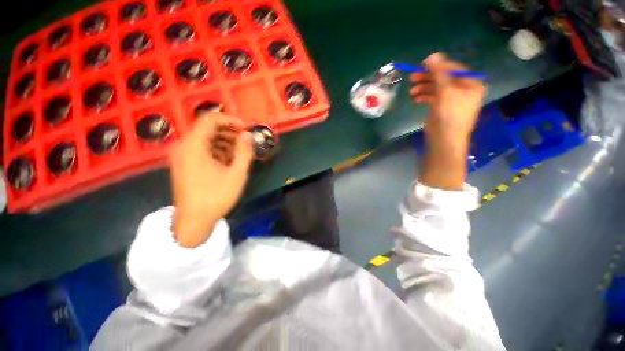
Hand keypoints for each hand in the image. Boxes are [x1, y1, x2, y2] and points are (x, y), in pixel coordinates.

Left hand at [169, 113, 252, 247]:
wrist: (194, 221)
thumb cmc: (216, 196)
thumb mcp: (236, 173)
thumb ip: (244, 151)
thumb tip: (247, 135)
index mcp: (193, 145)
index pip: (210, 119)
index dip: (230, 120)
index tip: (246, 128)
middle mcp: (183, 146)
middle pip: (207, 128)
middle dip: (229, 132)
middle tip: (246, 141)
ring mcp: (181, 156)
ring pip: (205, 139)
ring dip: (224, 141)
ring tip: (240, 152)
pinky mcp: (183, 164)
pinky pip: (201, 149)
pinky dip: (216, 150)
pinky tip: (228, 160)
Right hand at [409, 53, 485, 189]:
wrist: (445, 139)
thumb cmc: (449, 114)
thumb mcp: (445, 90)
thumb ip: (439, 72)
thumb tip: (431, 56)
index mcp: (471, 83)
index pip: (453, 68)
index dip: (437, 65)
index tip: (421, 64)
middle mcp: (463, 90)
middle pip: (444, 78)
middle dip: (428, 77)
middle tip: (412, 77)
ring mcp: (453, 100)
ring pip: (437, 88)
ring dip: (424, 87)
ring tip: (411, 90)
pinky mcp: (443, 108)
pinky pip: (433, 97)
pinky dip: (424, 96)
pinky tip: (415, 98)